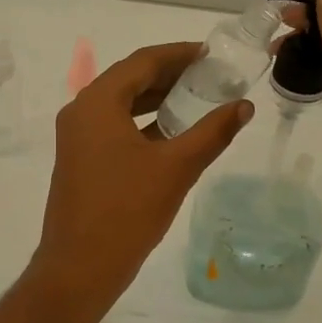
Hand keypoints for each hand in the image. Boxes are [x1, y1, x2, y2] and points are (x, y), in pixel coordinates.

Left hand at [35, 42, 251, 291]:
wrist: (79, 268)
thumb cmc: (127, 212)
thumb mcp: (176, 168)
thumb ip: (212, 132)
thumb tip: (243, 106)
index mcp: (97, 103)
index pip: (143, 62)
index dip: (179, 54)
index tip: (212, 54)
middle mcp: (81, 111)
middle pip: (130, 78)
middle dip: (170, 74)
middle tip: (211, 75)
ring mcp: (77, 136)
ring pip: (122, 103)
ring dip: (157, 98)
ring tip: (198, 97)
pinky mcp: (81, 158)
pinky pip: (115, 126)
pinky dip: (144, 122)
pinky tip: (173, 131)